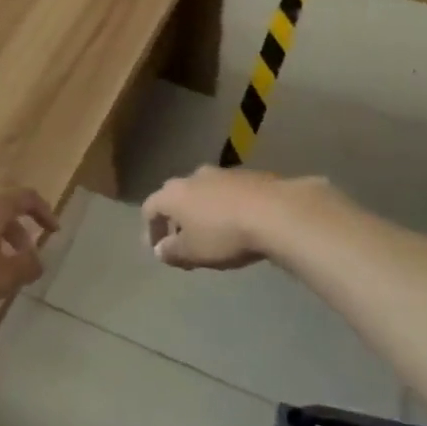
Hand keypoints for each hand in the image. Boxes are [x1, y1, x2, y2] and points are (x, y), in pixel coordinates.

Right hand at [143, 167, 313, 270]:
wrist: (276, 212)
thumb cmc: (224, 235)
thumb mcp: (193, 252)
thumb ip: (171, 252)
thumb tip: (159, 250)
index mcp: (173, 194)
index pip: (150, 208)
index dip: (150, 230)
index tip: (158, 250)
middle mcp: (193, 177)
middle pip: (176, 197)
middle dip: (176, 220)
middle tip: (184, 242)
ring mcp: (223, 173)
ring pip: (203, 193)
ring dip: (202, 212)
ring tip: (212, 234)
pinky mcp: (249, 175)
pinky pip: (228, 193)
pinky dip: (225, 207)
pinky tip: (238, 224)